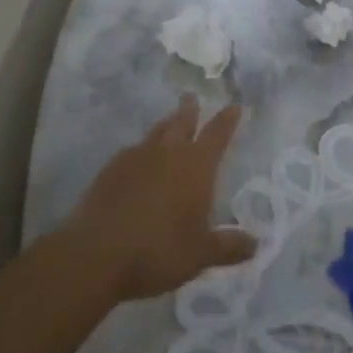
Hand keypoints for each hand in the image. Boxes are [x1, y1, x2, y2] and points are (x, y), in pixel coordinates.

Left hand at [64, 96, 256, 302]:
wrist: (95, 255)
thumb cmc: (157, 251)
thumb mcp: (200, 255)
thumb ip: (229, 247)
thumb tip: (257, 244)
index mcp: (196, 166)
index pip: (218, 133)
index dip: (228, 119)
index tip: (235, 105)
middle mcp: (168, 152)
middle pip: (182, 122)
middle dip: (190, 109)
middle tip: (192, 97)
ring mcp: (136, 158)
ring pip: (155, 132)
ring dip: (165, 125)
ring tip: (168, 122)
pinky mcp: (109, 170)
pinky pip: (131, 151)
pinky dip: (139, 150)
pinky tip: (136, 160)